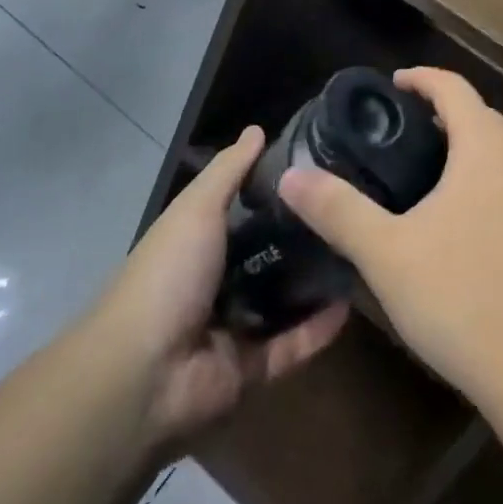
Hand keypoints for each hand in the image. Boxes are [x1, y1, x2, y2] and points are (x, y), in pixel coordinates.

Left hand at [95, 127, 348, 451]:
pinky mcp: (251, 367)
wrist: (142, 374)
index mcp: (200, 241)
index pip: (245, 208)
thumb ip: (230, 170)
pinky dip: (319, 328)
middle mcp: (217, 280)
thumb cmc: (168, 274)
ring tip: (359, 251)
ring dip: (317, 281)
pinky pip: (292, 344)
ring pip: (285, 299)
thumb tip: (257, 129)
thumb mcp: (197, 207)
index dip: (279, 189)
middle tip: (351, 209)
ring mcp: (234, 325)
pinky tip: (352, 302)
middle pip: (269, 252)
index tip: (321, 168)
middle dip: (305, 235)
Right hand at [278, 67, 502, 412]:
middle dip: (442, 121)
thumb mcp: (388, 254)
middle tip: (400, 143)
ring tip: (431, 185)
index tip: (392, 86)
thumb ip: (338, 209)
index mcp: (490, 143)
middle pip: (481, 119)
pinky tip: (472, 233)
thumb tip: (291, 177)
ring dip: (469, 158)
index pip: (452, 86)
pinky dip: (494, 191)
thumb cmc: (466, 298)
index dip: (420, 79)